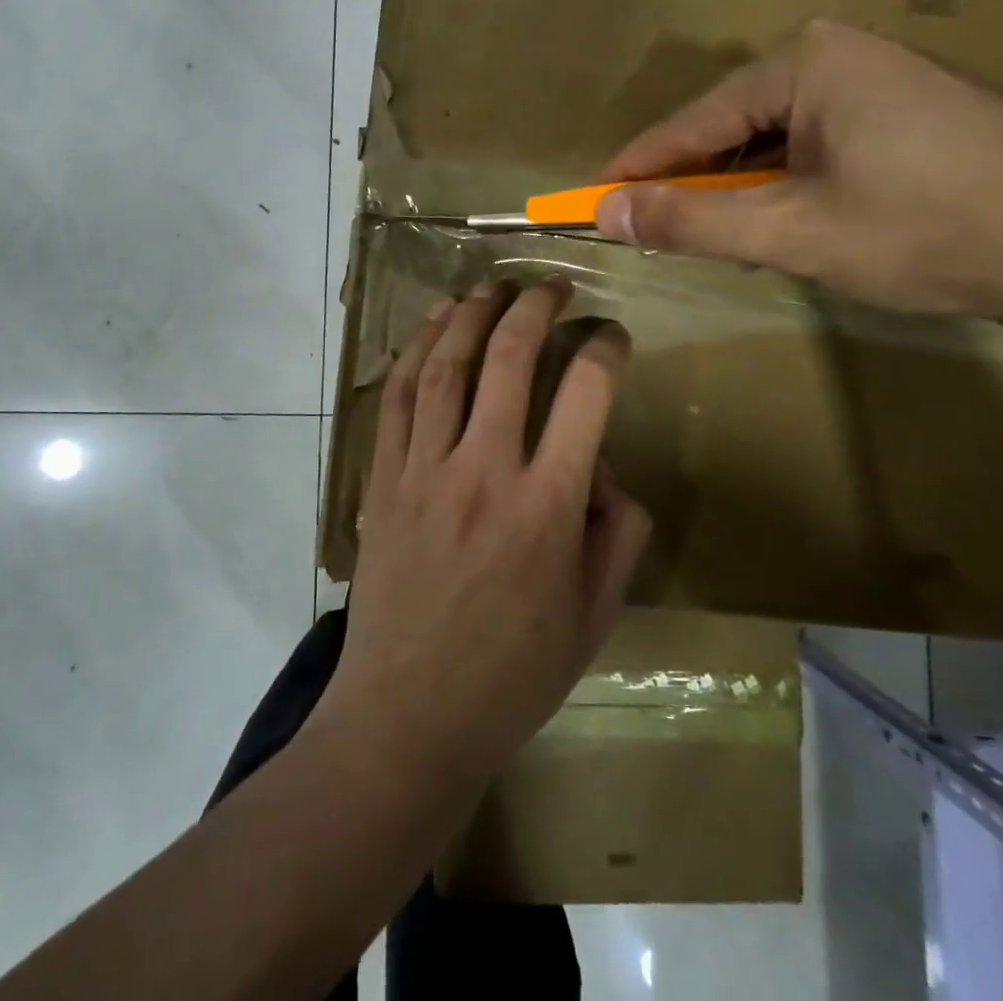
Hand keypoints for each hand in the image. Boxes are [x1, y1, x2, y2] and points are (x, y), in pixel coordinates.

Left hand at [316, 282, 651, 796]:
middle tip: (552, 287)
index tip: (613, 336)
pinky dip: (415, 349)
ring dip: (471, 314)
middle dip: (535, 309)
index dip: (605, 349)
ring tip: (492, 286)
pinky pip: (398, 397)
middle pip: (510, 360)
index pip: (585, 395)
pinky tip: (432, 324)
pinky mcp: (384, 479)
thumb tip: (601, 469)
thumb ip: (618, 533)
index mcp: (547, 507)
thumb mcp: (595, 617)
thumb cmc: (511, 675)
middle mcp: (484, 472)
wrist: (408, 717)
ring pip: (446, 366)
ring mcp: (425, 471)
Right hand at [593, 19, 1002, 326]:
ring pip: (776, 142)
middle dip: (697, 183)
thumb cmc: (926, 228)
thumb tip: (604, 211)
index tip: (590, 198)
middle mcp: (839, 56)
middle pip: (733, 127)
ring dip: (745, 191)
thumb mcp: (792, 231)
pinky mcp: (912, 115)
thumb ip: (691, 221)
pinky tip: (793, 224)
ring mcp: (882, 82)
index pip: (692, 121)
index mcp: (805, 62)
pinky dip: (790, 188)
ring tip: (727, 240)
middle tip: (661, 234)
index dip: (639, 167)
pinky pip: (818, 148)